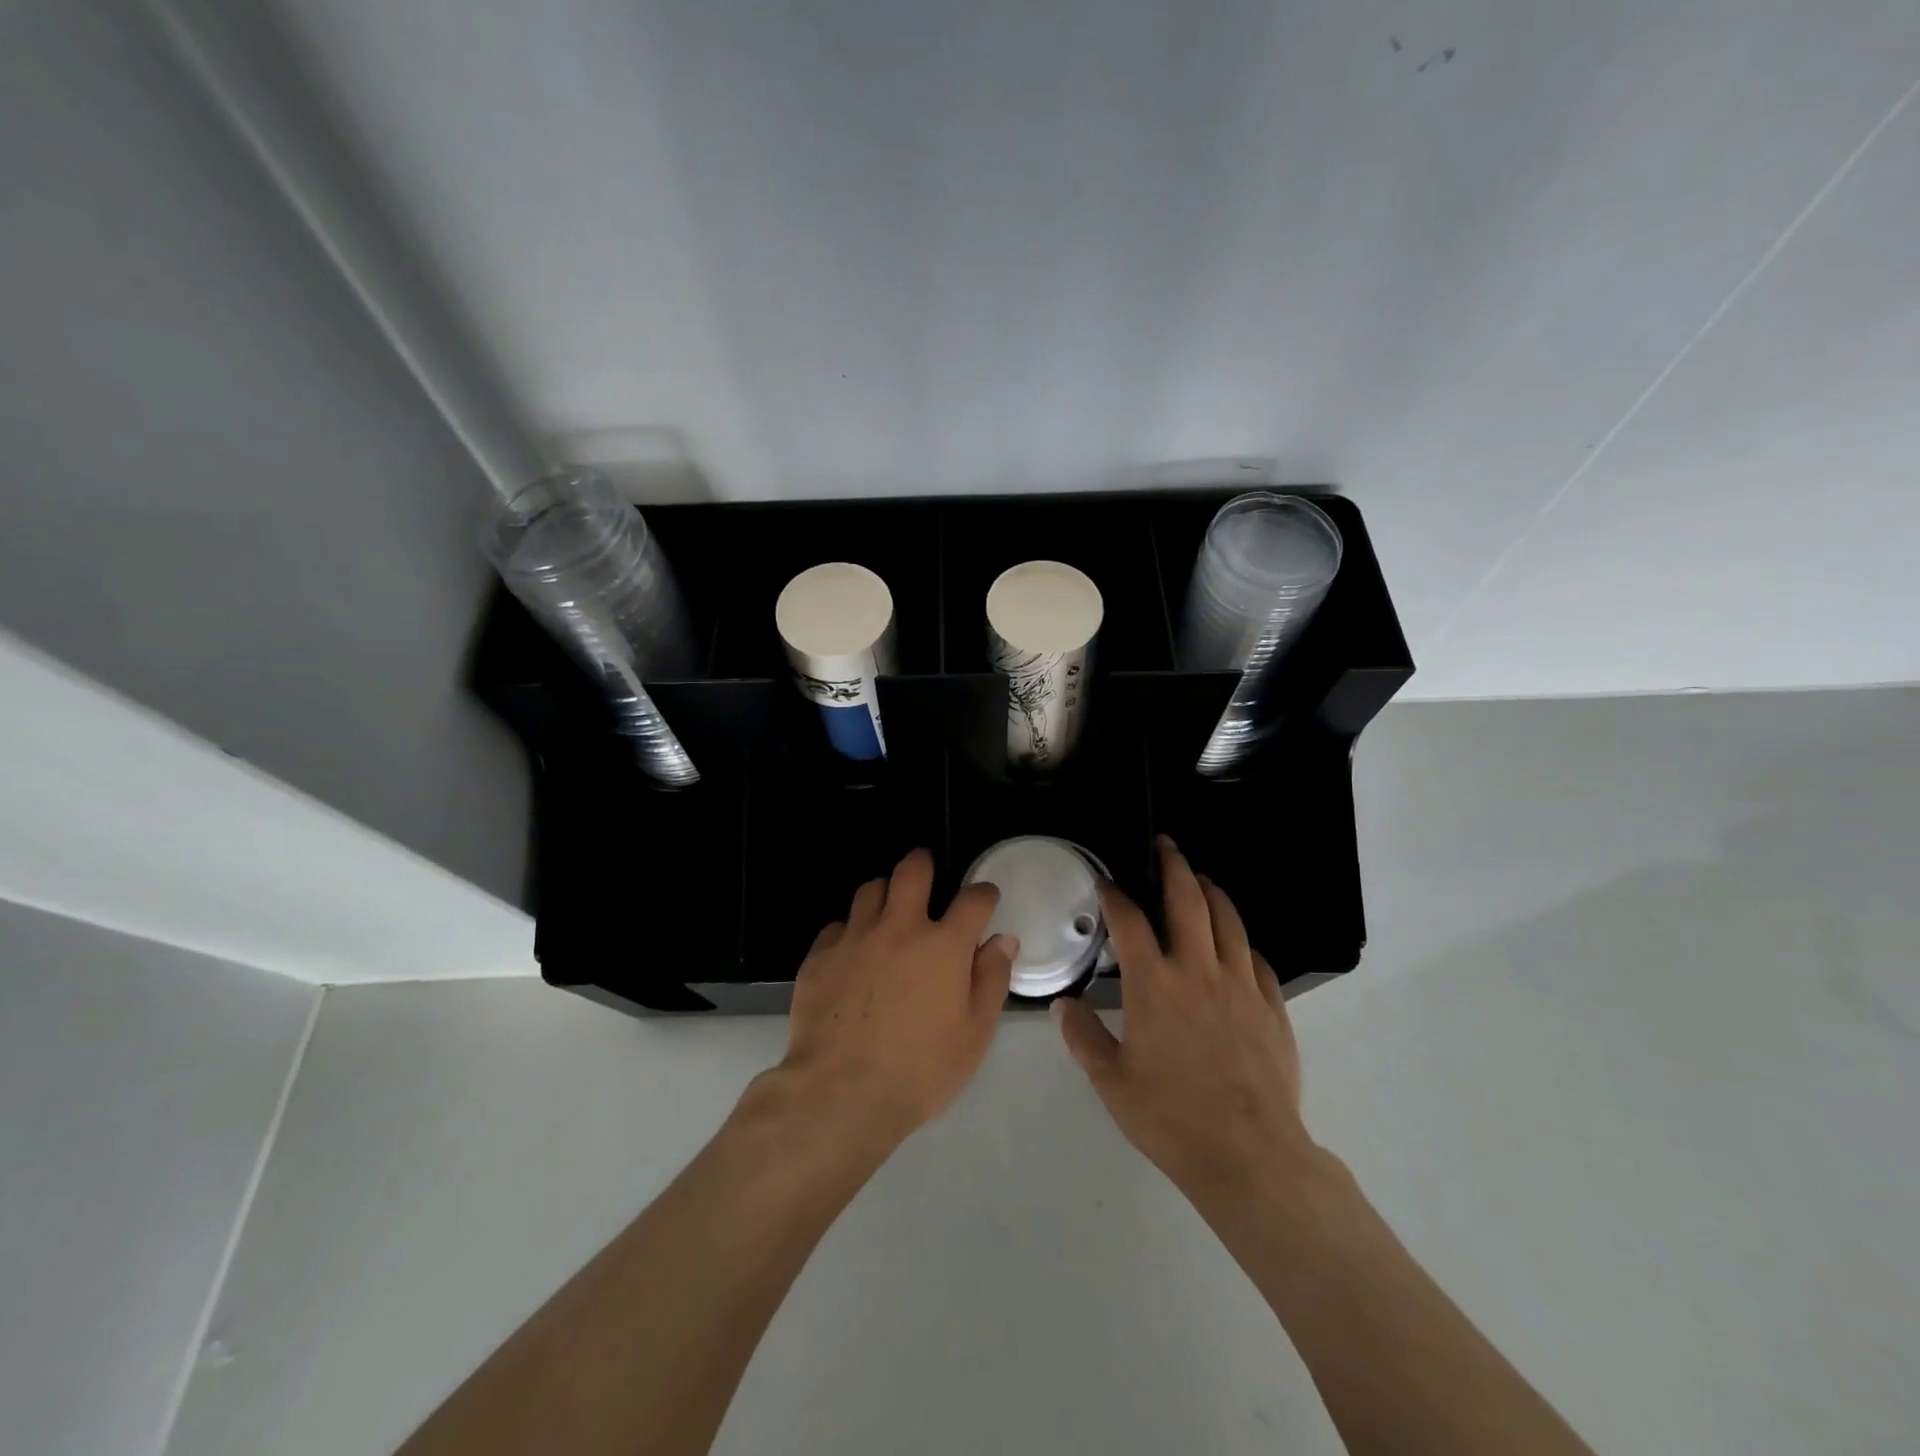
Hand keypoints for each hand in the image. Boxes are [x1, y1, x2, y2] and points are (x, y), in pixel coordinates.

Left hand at [770, 849, 1016, 1152]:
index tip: (985, 899)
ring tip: (888, 911)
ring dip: (884, 894)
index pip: (973, 900)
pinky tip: (852, 954)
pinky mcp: (820, 957)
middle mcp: (899, 928)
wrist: (840, 1094)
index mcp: (943, 945)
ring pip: (870, 891)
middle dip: (923, 863)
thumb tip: (1002, 940)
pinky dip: (850, 932)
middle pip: (911, 872)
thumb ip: (991, 980)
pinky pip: (837, 927)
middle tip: (926, 870)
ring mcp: (855, 938)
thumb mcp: (974, 1033)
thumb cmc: (920, 1070)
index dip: (984, 894)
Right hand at [1054, 837, 1318, 1205]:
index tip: (1106, 882)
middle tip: (1166, 846)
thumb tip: (1063, 1006)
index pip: (1130, 922)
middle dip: (1174, 867)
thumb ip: (1084, 1038)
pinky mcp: (1272, 1007)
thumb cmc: (1171, 1117)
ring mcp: (1240, 985)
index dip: (1115, 895)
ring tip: (1202, 880)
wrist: (1248, 1154)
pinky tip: (1236, 944)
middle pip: (1188, 901)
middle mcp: (1198, 971)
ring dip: (1212, 893)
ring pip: (1228, 921)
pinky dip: (1242, 942)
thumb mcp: (1112, 1082)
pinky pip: (1257, 960)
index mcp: (1154, 984)